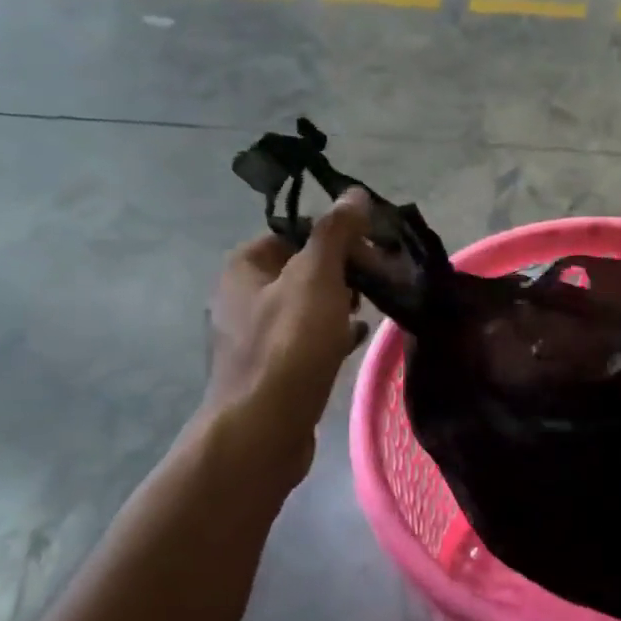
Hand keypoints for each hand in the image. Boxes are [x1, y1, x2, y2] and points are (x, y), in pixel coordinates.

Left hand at [204, 191, 372, 478]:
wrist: (263, 427)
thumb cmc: (289, 344)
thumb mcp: (317, 278)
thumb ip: (335, 233)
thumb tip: (355, 194)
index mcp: (244, 266)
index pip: (295, 231)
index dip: (337, 235)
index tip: (373, 249)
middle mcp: (241, 296)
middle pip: (301, 268)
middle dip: (343, 270)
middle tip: (380, 281)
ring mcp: (254, 336)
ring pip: (306, 305)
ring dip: (340, 303)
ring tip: (373, 308)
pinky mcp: (271, 368)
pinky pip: (306, 339)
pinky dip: (332, 334)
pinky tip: (357, 339)